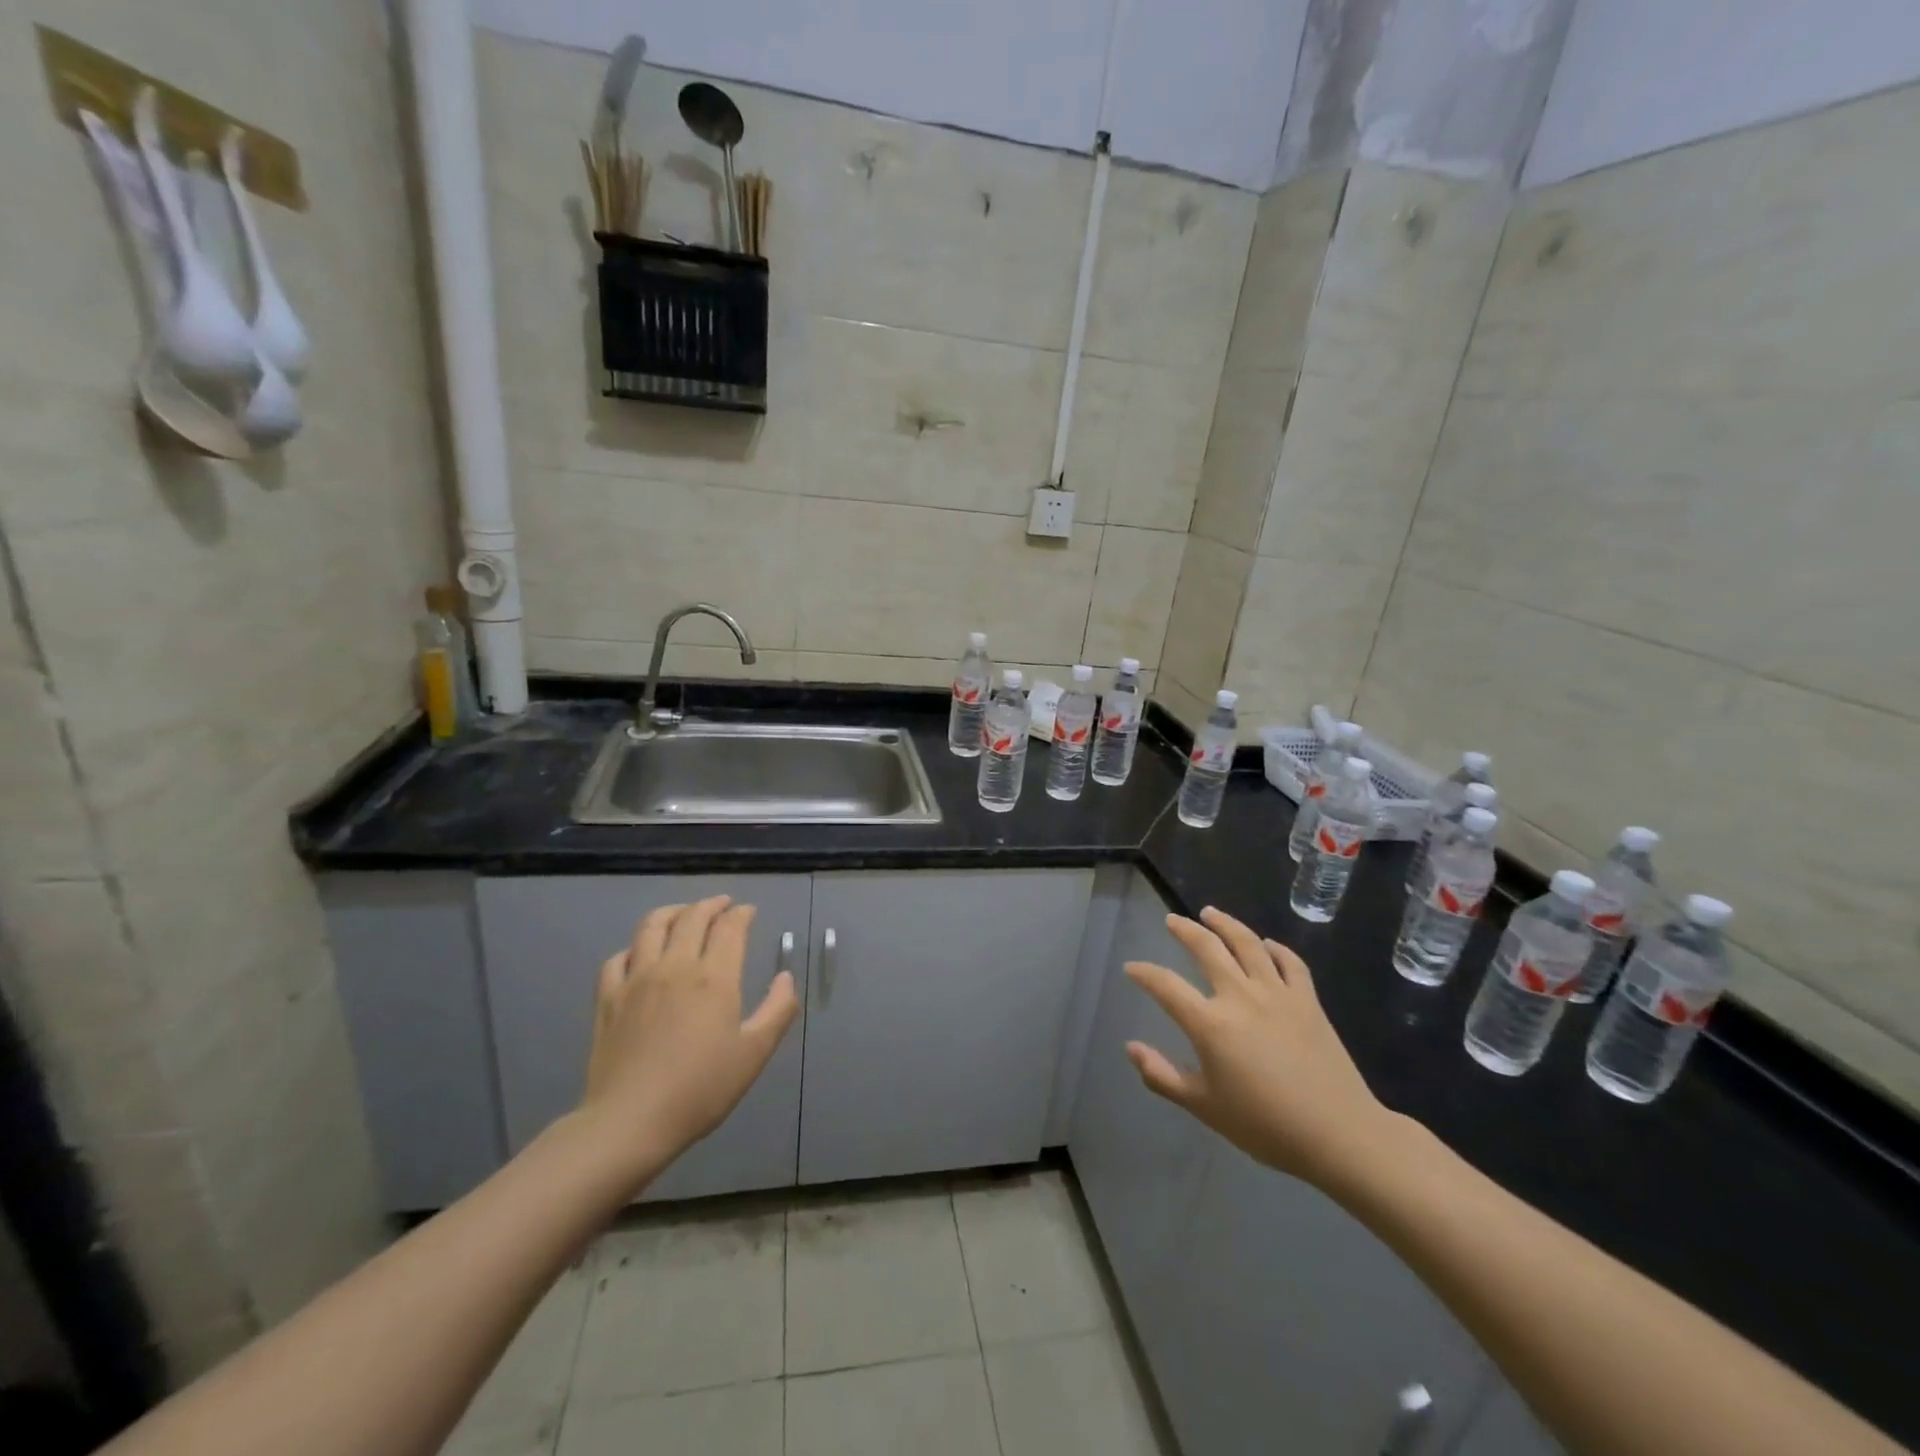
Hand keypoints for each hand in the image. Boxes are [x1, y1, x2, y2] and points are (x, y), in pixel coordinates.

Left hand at [581, 896, 799, 1181]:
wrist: (630, 1122)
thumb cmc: (700, 1089)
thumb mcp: (754, 1053)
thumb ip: (777, 1010)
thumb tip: (785, 977)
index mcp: (714, 977)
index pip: (729, 927)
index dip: (741, 914)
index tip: (749, 912)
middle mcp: (674, 966)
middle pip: (692, 917)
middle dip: (711, 905)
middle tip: (722, 905)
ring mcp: (636, 979)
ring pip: (651, 926)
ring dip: (672, 912)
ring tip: (683, 914)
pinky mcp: (608, 998)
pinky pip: (618, 957)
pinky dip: (634, 947)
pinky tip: (640, 954)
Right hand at [1124, 906, 1405, 1191]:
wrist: (1338, 1134)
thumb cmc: (1265, 1126)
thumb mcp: (1203, 1107)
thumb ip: (1162, 1076)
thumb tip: (1131, 1047)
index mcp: (1210, 1023)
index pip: (1166, 986)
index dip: (1145, 973)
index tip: (1132, 968)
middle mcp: (1240, 996)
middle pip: (1207, 948)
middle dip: (1185, 930)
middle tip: (1172, 920)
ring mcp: (1277, 993)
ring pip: (1247, 943)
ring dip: (1226, 924)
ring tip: (1211, 913)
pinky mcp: (1308, 1000)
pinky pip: (1290, 962)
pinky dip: (1275, 949)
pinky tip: (1267, 945)